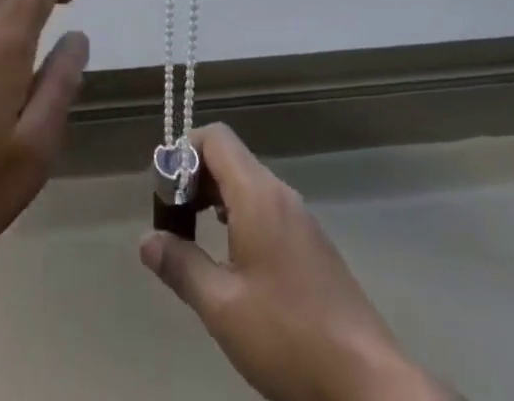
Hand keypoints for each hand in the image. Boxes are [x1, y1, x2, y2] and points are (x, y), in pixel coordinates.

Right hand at [140, 125, 456, 400]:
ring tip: (195, 241)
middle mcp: (280, 193)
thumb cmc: (288, 336)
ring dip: (216, 199)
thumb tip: (146, 240)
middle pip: (229, 158)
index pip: (214, 137)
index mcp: (257, 194)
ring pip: (248, 184)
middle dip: (194, 179)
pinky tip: (233, 262)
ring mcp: (300, 218)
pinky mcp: (312, 244)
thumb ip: (181, 266)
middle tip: (173, 220)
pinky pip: (266, 208)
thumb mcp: (222, 307)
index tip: (164, 192)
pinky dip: (239, 217)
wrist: (367, 381)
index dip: (182, 152)